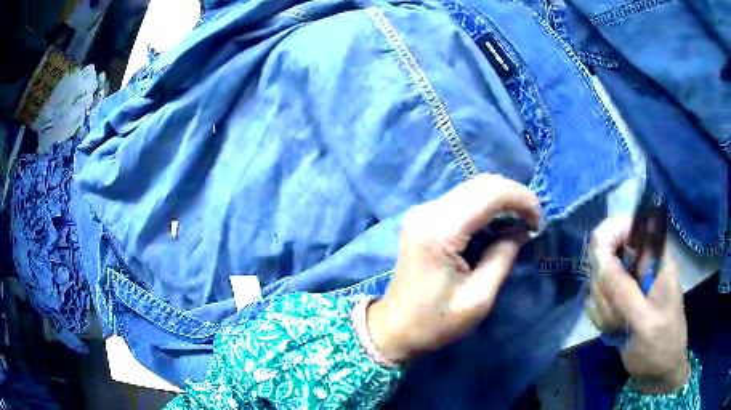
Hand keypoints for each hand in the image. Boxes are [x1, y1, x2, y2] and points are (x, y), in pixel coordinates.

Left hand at [367, 174, 540, 362]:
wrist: (393, 329)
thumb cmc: (434, 322)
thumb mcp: (478, 298)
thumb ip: (503, 257)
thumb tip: (521, 230)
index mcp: (439, 230)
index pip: (490, 192)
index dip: (522, 199)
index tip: (539, 222)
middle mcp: (428, 211)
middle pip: (481, 184)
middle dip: (514, 197)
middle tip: (532, 222)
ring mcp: (422, 212)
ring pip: (472, 188)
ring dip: (501, 200)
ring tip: (520, 223)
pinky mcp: (423, 219)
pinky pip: (461, 201)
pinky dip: (485, 207)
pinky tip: (497, 225)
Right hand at [588, 215, 689, 393]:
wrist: (660, 371)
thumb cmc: (660, 346)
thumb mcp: (644, 321)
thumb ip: (622, 290)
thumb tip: (598, 256)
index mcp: (655, 257)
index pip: (626, 225)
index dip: (608, 238)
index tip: (599, 267)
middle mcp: (641, 264)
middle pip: (607, 255)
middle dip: (605, 287)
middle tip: (618, 314)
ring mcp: (630, 283)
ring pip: (600, 280)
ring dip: (603, 307)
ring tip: (620, 326)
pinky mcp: (621, 300)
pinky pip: (598, 300)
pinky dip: (601, 317)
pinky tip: (614, 330)